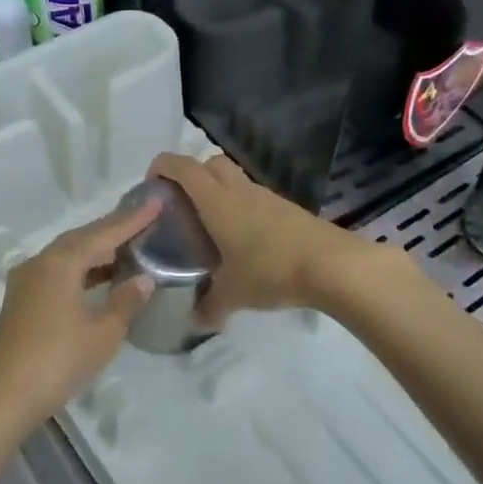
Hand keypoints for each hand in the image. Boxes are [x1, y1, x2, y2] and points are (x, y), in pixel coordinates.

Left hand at [0, 199, 158, 434]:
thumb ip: (125, 301)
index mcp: (61, 263)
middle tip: (143, 222)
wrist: (5, 396)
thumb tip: (142, 279)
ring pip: (67, 256)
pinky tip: (99, 280)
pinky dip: (81, 270)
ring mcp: (26, 282)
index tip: (156, 202)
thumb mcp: (103, 333)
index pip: (103, 233)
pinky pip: (57, 273)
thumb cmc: (59, 361)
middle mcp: (40, 263)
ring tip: (127, 249)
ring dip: (96, 251)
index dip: (132, 219)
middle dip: (112, 231)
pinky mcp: (21, 301)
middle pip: (81, 239)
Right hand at [149, 152, 389, 323]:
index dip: (162, 167)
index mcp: (217, 201)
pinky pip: (254, 198)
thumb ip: (209, 306)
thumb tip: (196, 320)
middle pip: (209, 163)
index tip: (151, 185)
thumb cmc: (271, 270)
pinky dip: (242, 208)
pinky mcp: (287, 209)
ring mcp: (267, 197)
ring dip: (219, 192)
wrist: (332, 265)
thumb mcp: (233, 294)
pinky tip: (243, 240)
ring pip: (235, 179)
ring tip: (210, 226)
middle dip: (191, 175)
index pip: (181, 167)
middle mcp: (239, 190)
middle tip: (181, 205)